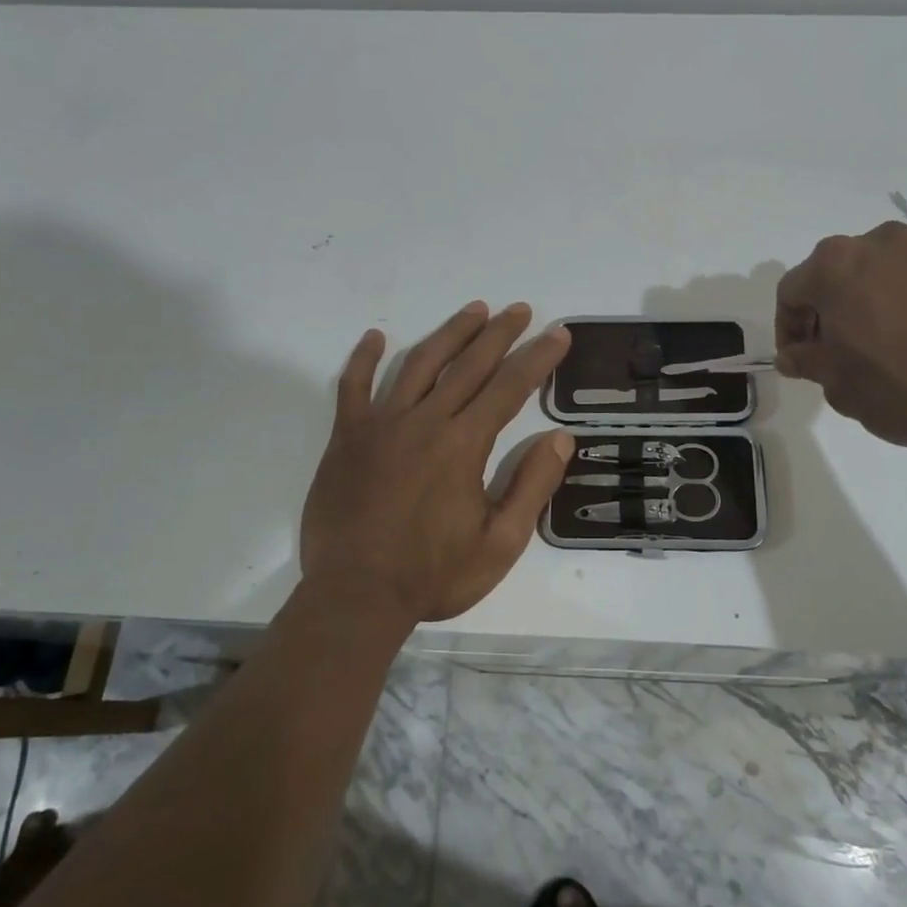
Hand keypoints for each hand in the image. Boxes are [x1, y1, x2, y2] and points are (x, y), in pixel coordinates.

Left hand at [299, 302, 574, 624]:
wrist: (355, 596)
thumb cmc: (433, 574)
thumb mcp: (500, 543)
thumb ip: (531, 486)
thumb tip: (559, 438)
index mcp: (463, 445)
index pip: (509, 387)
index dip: (538, 357)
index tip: (558, 333)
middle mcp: (425, 422)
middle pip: (468, 364)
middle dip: (499, 333)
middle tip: (520, 310)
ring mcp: (381, 425)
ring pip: (419, 364)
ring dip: (449, 333)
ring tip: (473, 310)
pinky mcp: (347, 438)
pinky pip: (353, 387)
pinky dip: (363, 359)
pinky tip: (375, 337)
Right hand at [775, 222, 906, 457]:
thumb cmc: (905, 387)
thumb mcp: (839, 387)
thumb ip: (808, 362)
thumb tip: (794, 355)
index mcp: (838, 266)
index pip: (793, 290)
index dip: (788, 327)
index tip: (799, 358)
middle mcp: (886, 242)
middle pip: (845, 271)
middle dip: (837, 307)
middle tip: (845, 350)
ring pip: (898, 270)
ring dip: (887, 300)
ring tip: (903, 344)